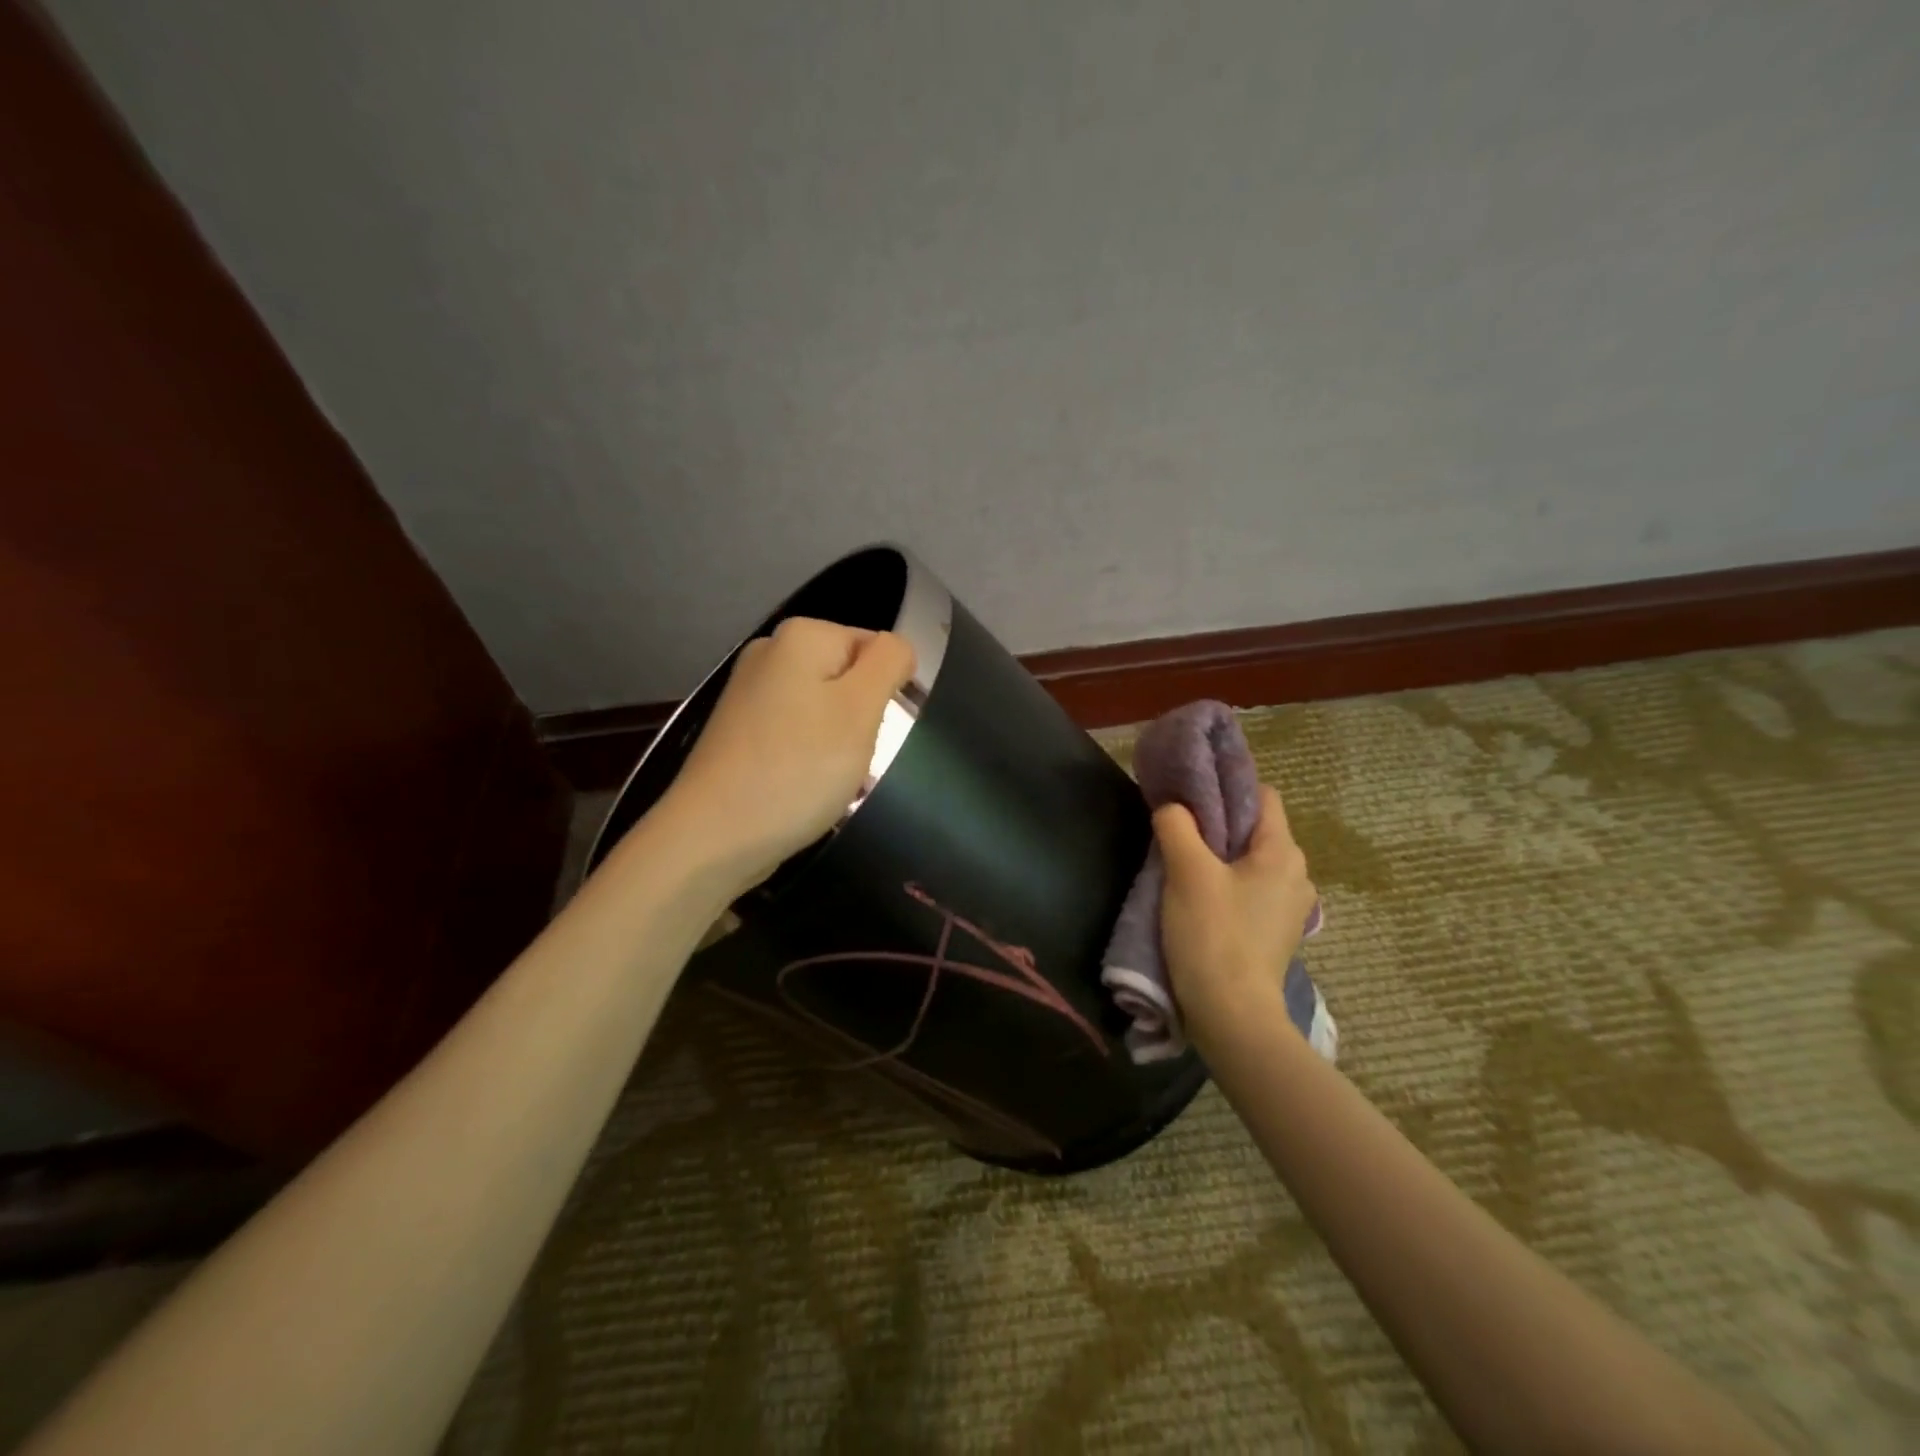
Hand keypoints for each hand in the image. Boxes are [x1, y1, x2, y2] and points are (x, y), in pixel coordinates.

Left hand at [655, 617, 915, 893]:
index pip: (876, 647)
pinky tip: (804, 787)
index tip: (874, 731)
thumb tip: (897, 647)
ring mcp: (749, 694)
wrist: (714, 836)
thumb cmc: (798, 769)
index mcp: (801, 636)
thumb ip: (889, 663)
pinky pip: (796, 734)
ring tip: (830, 779)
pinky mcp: (739, 732)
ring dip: (840, 743)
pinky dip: (809, 758)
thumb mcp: (861, 710)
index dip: (887, 690)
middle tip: (854, 758)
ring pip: (825, 710)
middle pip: (848, 678)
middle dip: (863, 717)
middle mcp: (770, 653)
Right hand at [1155, 784, 1317, 1036]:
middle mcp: (1298, 875)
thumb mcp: (1186, 872)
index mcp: (1284, 853)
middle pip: (1255, 829)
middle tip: (1178, 833)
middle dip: (1217, 825)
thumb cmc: (1214, 935)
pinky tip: (1200, 900)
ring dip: (1219, 858)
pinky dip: (1227, 885)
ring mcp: (1290, 907)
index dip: (1226, 788)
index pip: (1262, 795)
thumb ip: (1177, 826)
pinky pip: (1250, 890)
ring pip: (1250, 861)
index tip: (1190, 797)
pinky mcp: (1275, 932)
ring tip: (1184, 868)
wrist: (1233, 1016)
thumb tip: (1173, 806)